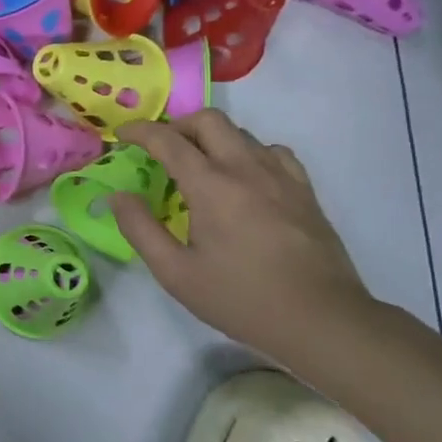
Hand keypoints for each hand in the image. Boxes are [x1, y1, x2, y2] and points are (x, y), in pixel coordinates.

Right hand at [114, 112, 374, 363]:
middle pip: (208, 120)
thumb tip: (119, 196)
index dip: (139, 131)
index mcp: (212, 186)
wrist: (322, 320)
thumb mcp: (175, 273)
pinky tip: (243, 179)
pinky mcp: (304, 191)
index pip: (168, 140)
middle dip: (177, 125)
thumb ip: (140, 229)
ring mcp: (281, 177)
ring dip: (211, 139)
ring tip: (198, 166)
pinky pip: (272, 152)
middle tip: (160, 149)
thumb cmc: (241, 299)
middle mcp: (247, 169)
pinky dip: (248, 153)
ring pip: (241, 133)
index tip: (122, 135)